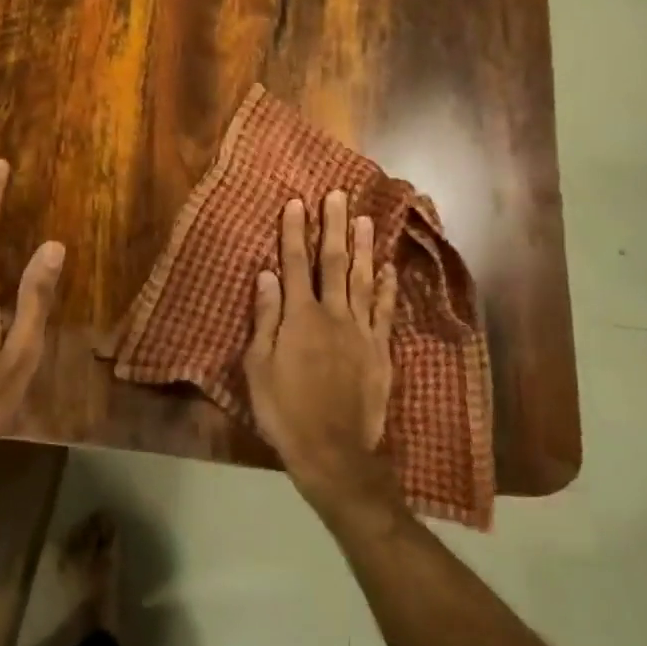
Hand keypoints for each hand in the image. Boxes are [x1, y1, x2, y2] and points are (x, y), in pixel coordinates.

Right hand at [243, 191, 397, 509]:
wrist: (332, 450)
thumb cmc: (284, 409)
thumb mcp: (258, 366)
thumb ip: (266, 317)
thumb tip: (266, 274)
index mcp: (300, 317)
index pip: (295, 264)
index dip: (295, 232)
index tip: (297, 202)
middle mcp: (333, 314)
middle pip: (334, 263)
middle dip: (334, 227)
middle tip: (337, 195)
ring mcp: (361, 331)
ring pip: (363, 280)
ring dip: (363, 247)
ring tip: (364, 219)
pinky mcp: (380, 350)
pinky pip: (384, 311)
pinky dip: (387, 288)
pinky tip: (388, 268)